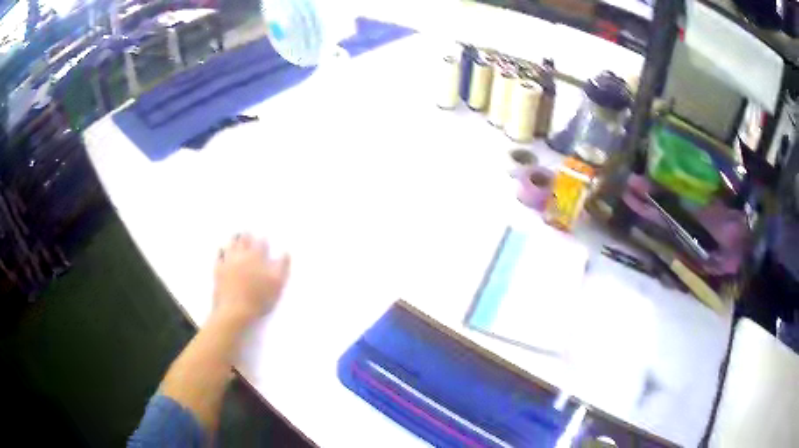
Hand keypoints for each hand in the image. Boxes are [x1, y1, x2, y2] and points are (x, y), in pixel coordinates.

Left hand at [213, 234, 290, 324]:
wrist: (235, 310)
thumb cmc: (259, 298)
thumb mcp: (277, 284)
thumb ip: (282, 266)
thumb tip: (285, 252)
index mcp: (257, 256)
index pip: (261, 243)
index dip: (263, 241)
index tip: (264, 238)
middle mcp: (242, 254)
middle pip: (244, 240)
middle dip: (247, 235)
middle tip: (247, 231)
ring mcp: (228, 261)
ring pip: (231, 244)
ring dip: (234, 239)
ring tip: (236, 236)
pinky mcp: (218, 269)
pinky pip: (219, 255)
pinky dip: (221, 251)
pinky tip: (222, 250)